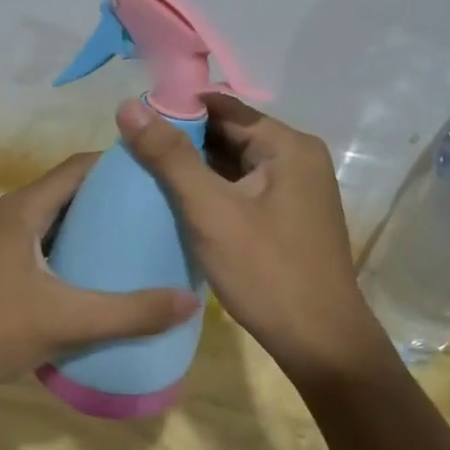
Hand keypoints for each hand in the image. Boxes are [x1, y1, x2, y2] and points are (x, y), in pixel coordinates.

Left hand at [0, 153, 198, 393]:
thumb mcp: (66, 321)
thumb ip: (130, 313)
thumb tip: (190, 301)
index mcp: (26, 208)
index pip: (81, 166)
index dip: (121, 165)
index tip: (162, 176)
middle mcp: (15, 215)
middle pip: (73, 191)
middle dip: (115, 197)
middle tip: (161, 213)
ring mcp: (5, 242)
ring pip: (60, 220)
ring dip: (96, 226)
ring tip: (141, 242)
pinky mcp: (2, 267)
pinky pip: (49, 244)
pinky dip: (77, 250)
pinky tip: (102, 275)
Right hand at [116, 94, 394, 380]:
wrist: (320, 343)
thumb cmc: (266, 271)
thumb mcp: (211, 211)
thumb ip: (170, 157)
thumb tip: (128, 106)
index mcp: (287, 145)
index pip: (223, 107)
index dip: (176, 108)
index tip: (132, 120)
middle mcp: (297, 158)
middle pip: (230, 134)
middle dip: (183, 140)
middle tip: (131, 149)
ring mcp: (296, 189)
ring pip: (234, 163)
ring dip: (195, 168)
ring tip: (144, 172)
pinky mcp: (288, 216)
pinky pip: (243, 188)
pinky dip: (212, 190)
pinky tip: (178, 201)